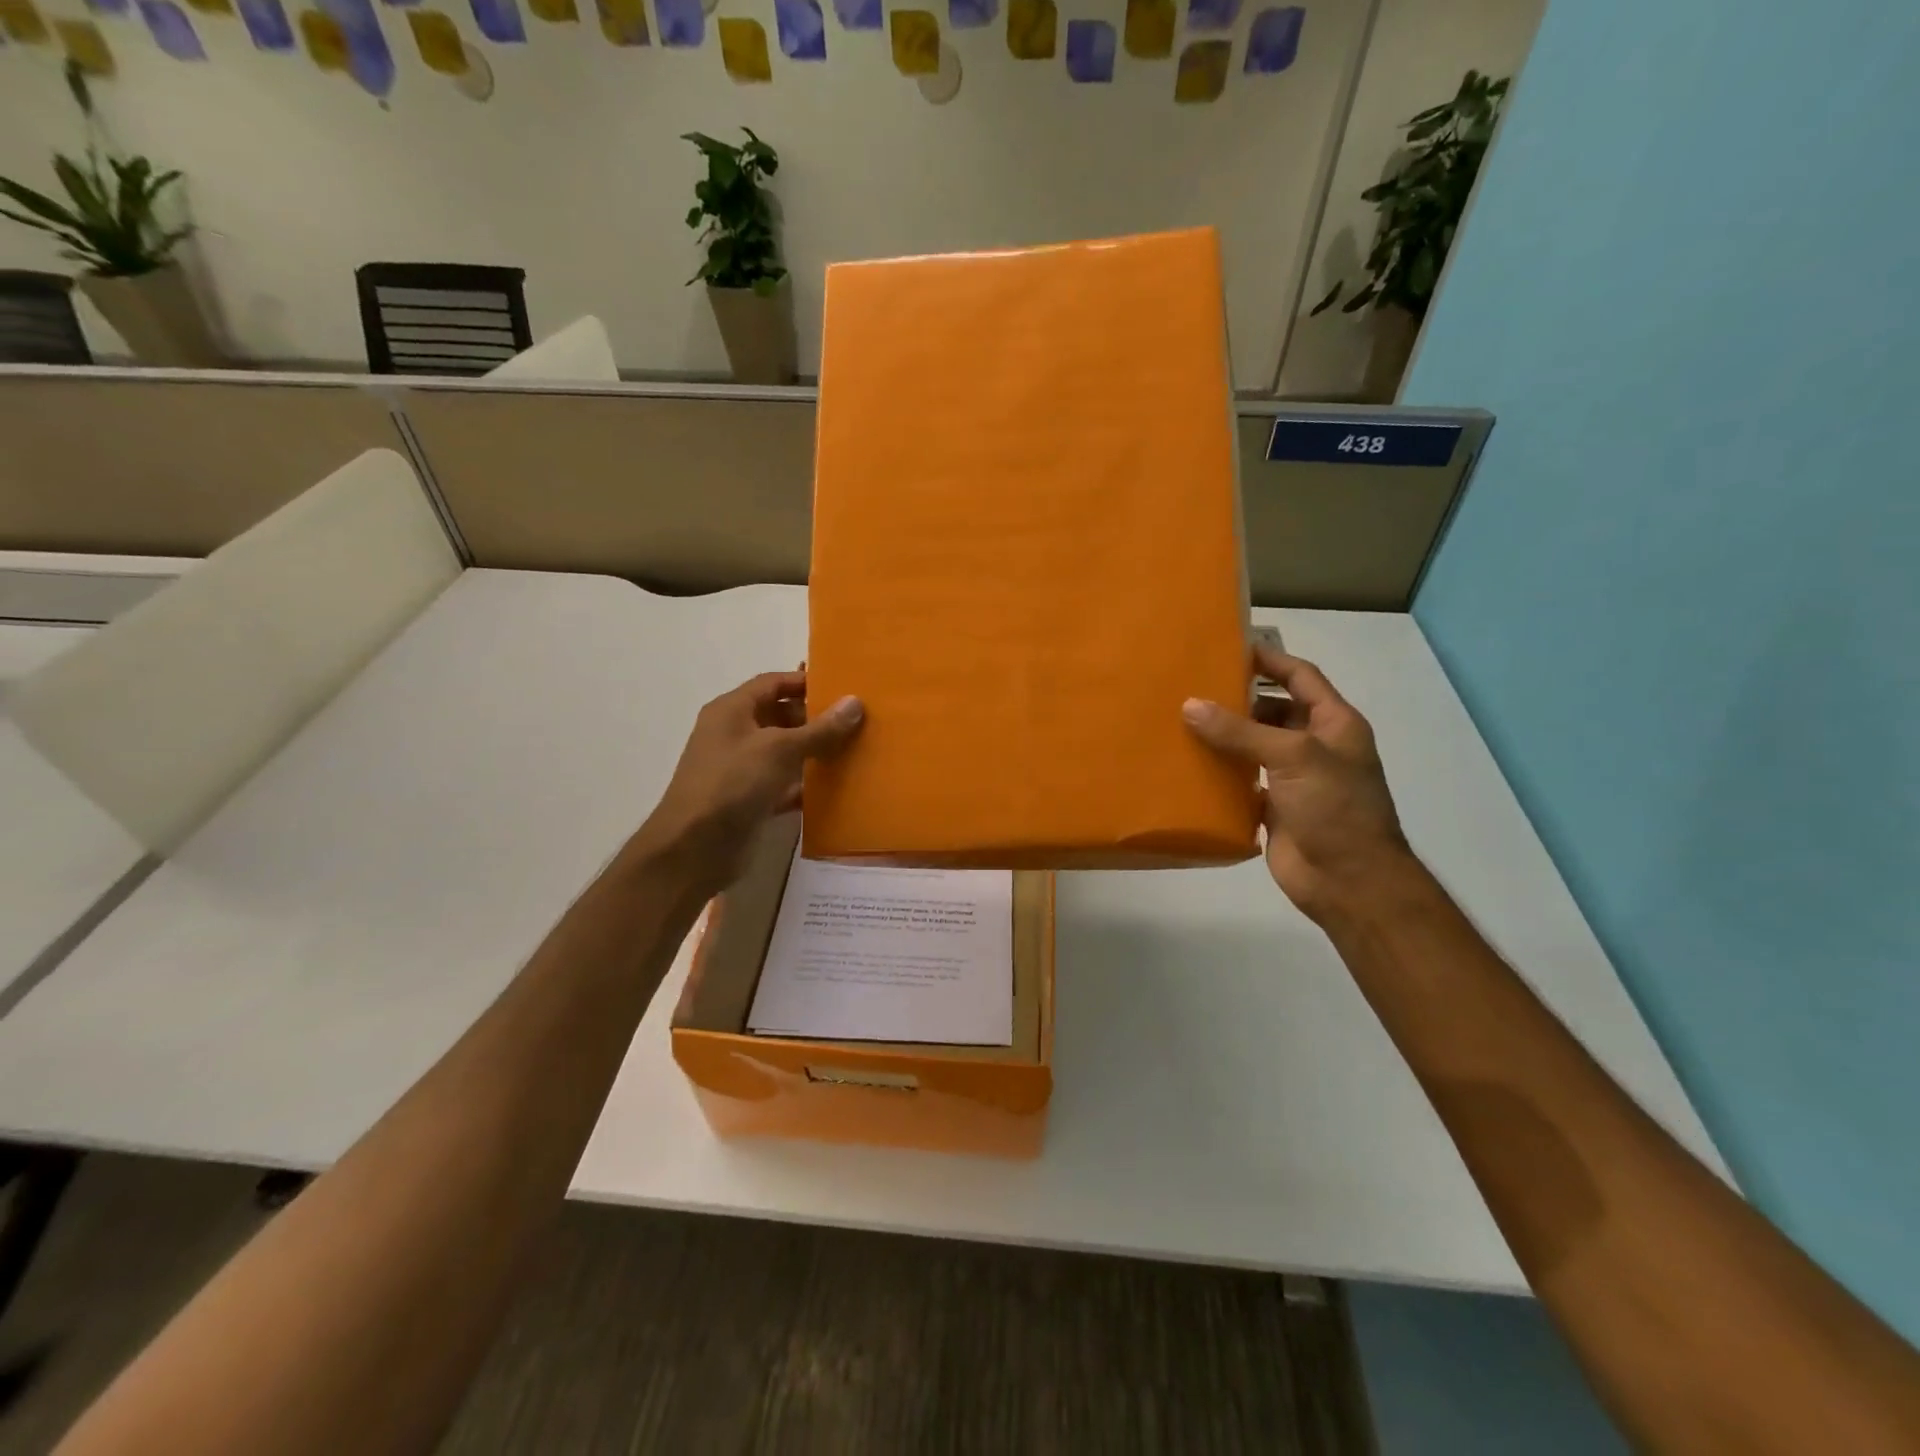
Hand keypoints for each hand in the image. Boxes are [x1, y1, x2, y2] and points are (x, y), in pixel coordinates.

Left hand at [637, 671, 863, 895]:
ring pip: (785, 752)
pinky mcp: (751, 800)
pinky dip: (807, 784)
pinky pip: (785, 784)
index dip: (805, 682)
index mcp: (732, 711)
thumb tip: (855, 702)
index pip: (772, 683)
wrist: (694, 848)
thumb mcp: (779, 749)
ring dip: (815, 751)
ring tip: (855, 749)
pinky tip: (836, 786)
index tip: (842, 688)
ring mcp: (742, 769)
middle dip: (815, 718)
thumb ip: (819, 729)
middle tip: (856, 721)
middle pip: (780, 716)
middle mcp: (735, 734)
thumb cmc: (732, 784)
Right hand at [1183, 645, 1411, 923]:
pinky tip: (1188, 763)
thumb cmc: (1334, 807)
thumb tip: (1190, 705)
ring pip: (1254, 746)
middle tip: (1192, 686)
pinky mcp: (1272, 808)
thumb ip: (1240, 731)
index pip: (1301, 677)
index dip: (1270, 660)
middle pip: (1273, 710)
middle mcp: (1314, 746)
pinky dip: (1219, 772)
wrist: (1348, 880)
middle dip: (1238, 699)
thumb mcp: (1292, 756)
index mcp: (1334, 724)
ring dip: (1224, 736)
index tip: (1230, 647)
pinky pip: (1241, 780)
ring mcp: (1293, 779)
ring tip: (1181, 721)